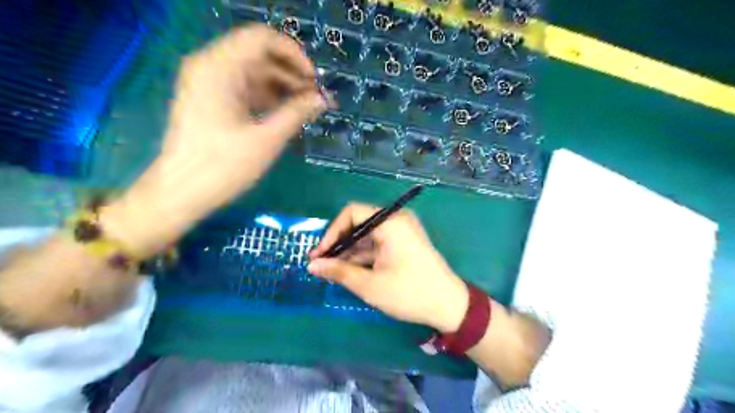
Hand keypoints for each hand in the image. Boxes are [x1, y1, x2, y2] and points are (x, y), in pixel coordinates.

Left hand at [99, 24, 328, 256]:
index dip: (294, 54)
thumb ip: (297, 112)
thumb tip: (323, 99)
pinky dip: (266, 97)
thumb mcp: (267, 139)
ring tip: (305, 108)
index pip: (262, 38)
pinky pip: (244, 88)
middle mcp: (210, 66)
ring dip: (281, 86)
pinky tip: (285, 114)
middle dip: (291, 73)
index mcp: (219, 68)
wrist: (181, 192)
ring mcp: (208, 83)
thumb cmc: (223, 166)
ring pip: (252, 72)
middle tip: (315, 98)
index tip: (314, 80)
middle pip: (258, 55)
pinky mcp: (209, 100)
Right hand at [306, 204, 466, 331]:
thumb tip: (312, 266)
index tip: (319, 254)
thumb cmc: (409, 293)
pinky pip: (377, 243)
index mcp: (390, 222)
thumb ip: (338, 272)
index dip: (332, 232)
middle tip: (320, 264)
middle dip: (338, 244)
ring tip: (330, 270)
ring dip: (349, 252)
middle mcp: (396, 220)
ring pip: (367, 235)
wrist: (448, 306)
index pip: (352, 213)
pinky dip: (363, 255)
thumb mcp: (369, 284)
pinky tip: (349, 271)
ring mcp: (401, 231)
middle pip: (359, 223)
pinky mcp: (404, 243)